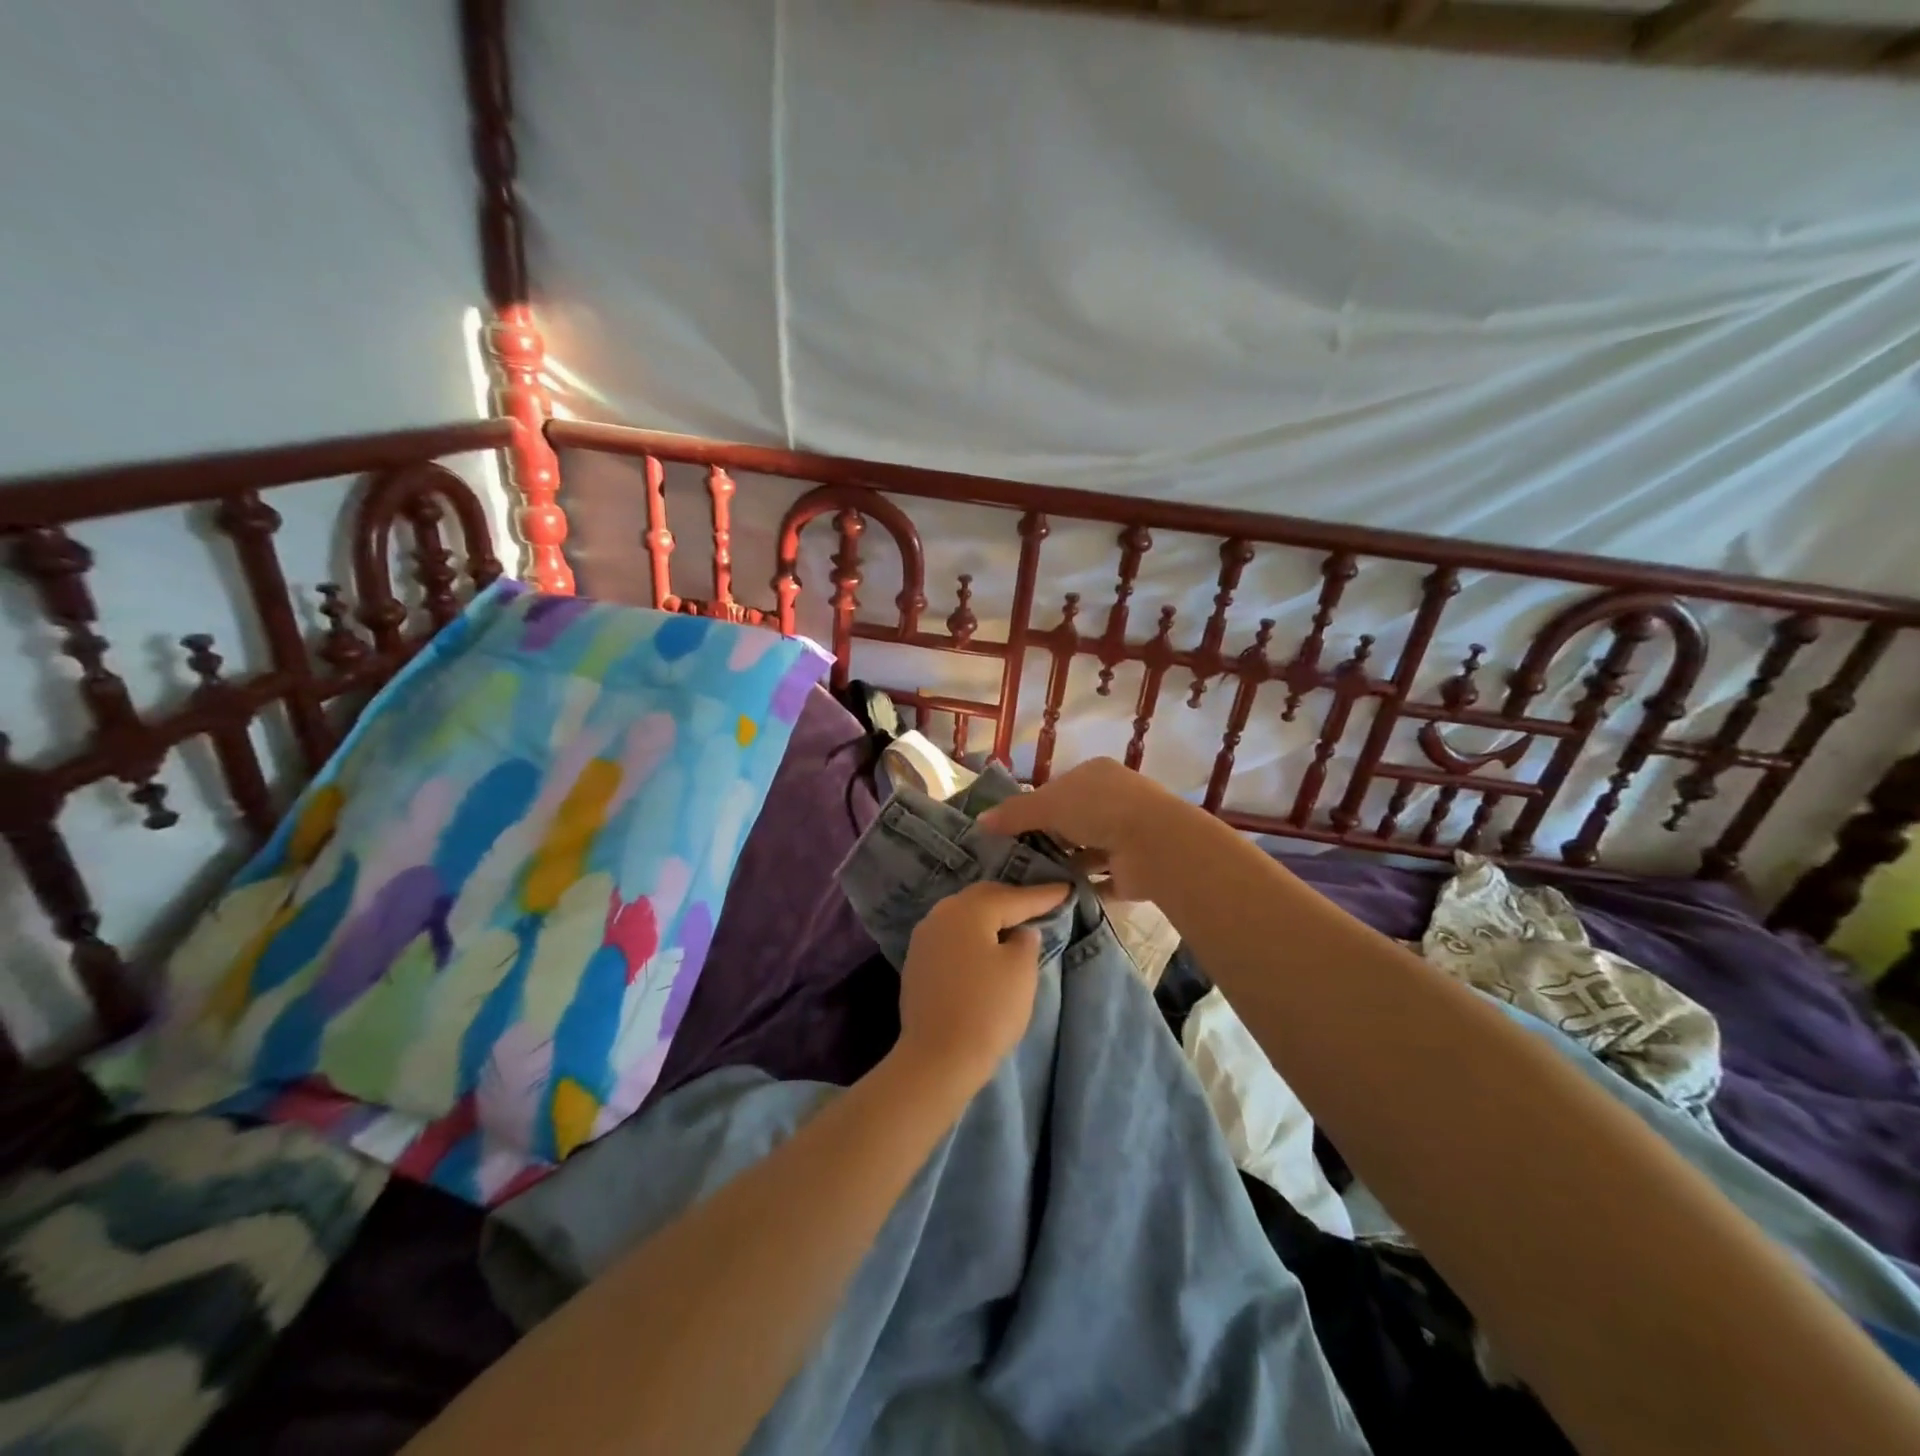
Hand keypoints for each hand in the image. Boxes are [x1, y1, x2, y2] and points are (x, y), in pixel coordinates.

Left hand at [895, 880, 1071, 1092]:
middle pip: (984, 899)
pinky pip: (952, 936)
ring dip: (991, 917)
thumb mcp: (1020, 971)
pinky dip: (973, 936)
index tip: (1067, 889)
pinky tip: (986, 947)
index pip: (1014, 897)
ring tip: (1015, 923)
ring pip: (965, 915)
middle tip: (1041, 903)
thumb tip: (1020, 932)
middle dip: (1013, 901)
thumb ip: (1026, 942)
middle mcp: (942, 914)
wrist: (937, 1058)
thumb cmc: (987, 1010)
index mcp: (969, 910)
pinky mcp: (917, 961)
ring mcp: (924, 937)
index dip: (1043, 895)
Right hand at [977, 758, 1180, 901]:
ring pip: (1086, 851)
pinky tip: (1054, 898)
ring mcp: (1126, 836)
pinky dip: (1081, 888)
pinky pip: (1100, 880)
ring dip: (1064, 864)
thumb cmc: (1100, 810)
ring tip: (1029, 882)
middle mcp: (1113, 802)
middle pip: (1071, 821)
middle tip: (1014, 859)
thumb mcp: (1048, 804)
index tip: (1010, 829)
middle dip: (1047, 838)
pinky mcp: (1132, 870)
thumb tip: (980, 822)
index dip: (1034, 807)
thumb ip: (1014, 813)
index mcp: (1095, 775)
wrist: (1155, 845)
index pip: (1058, 789)